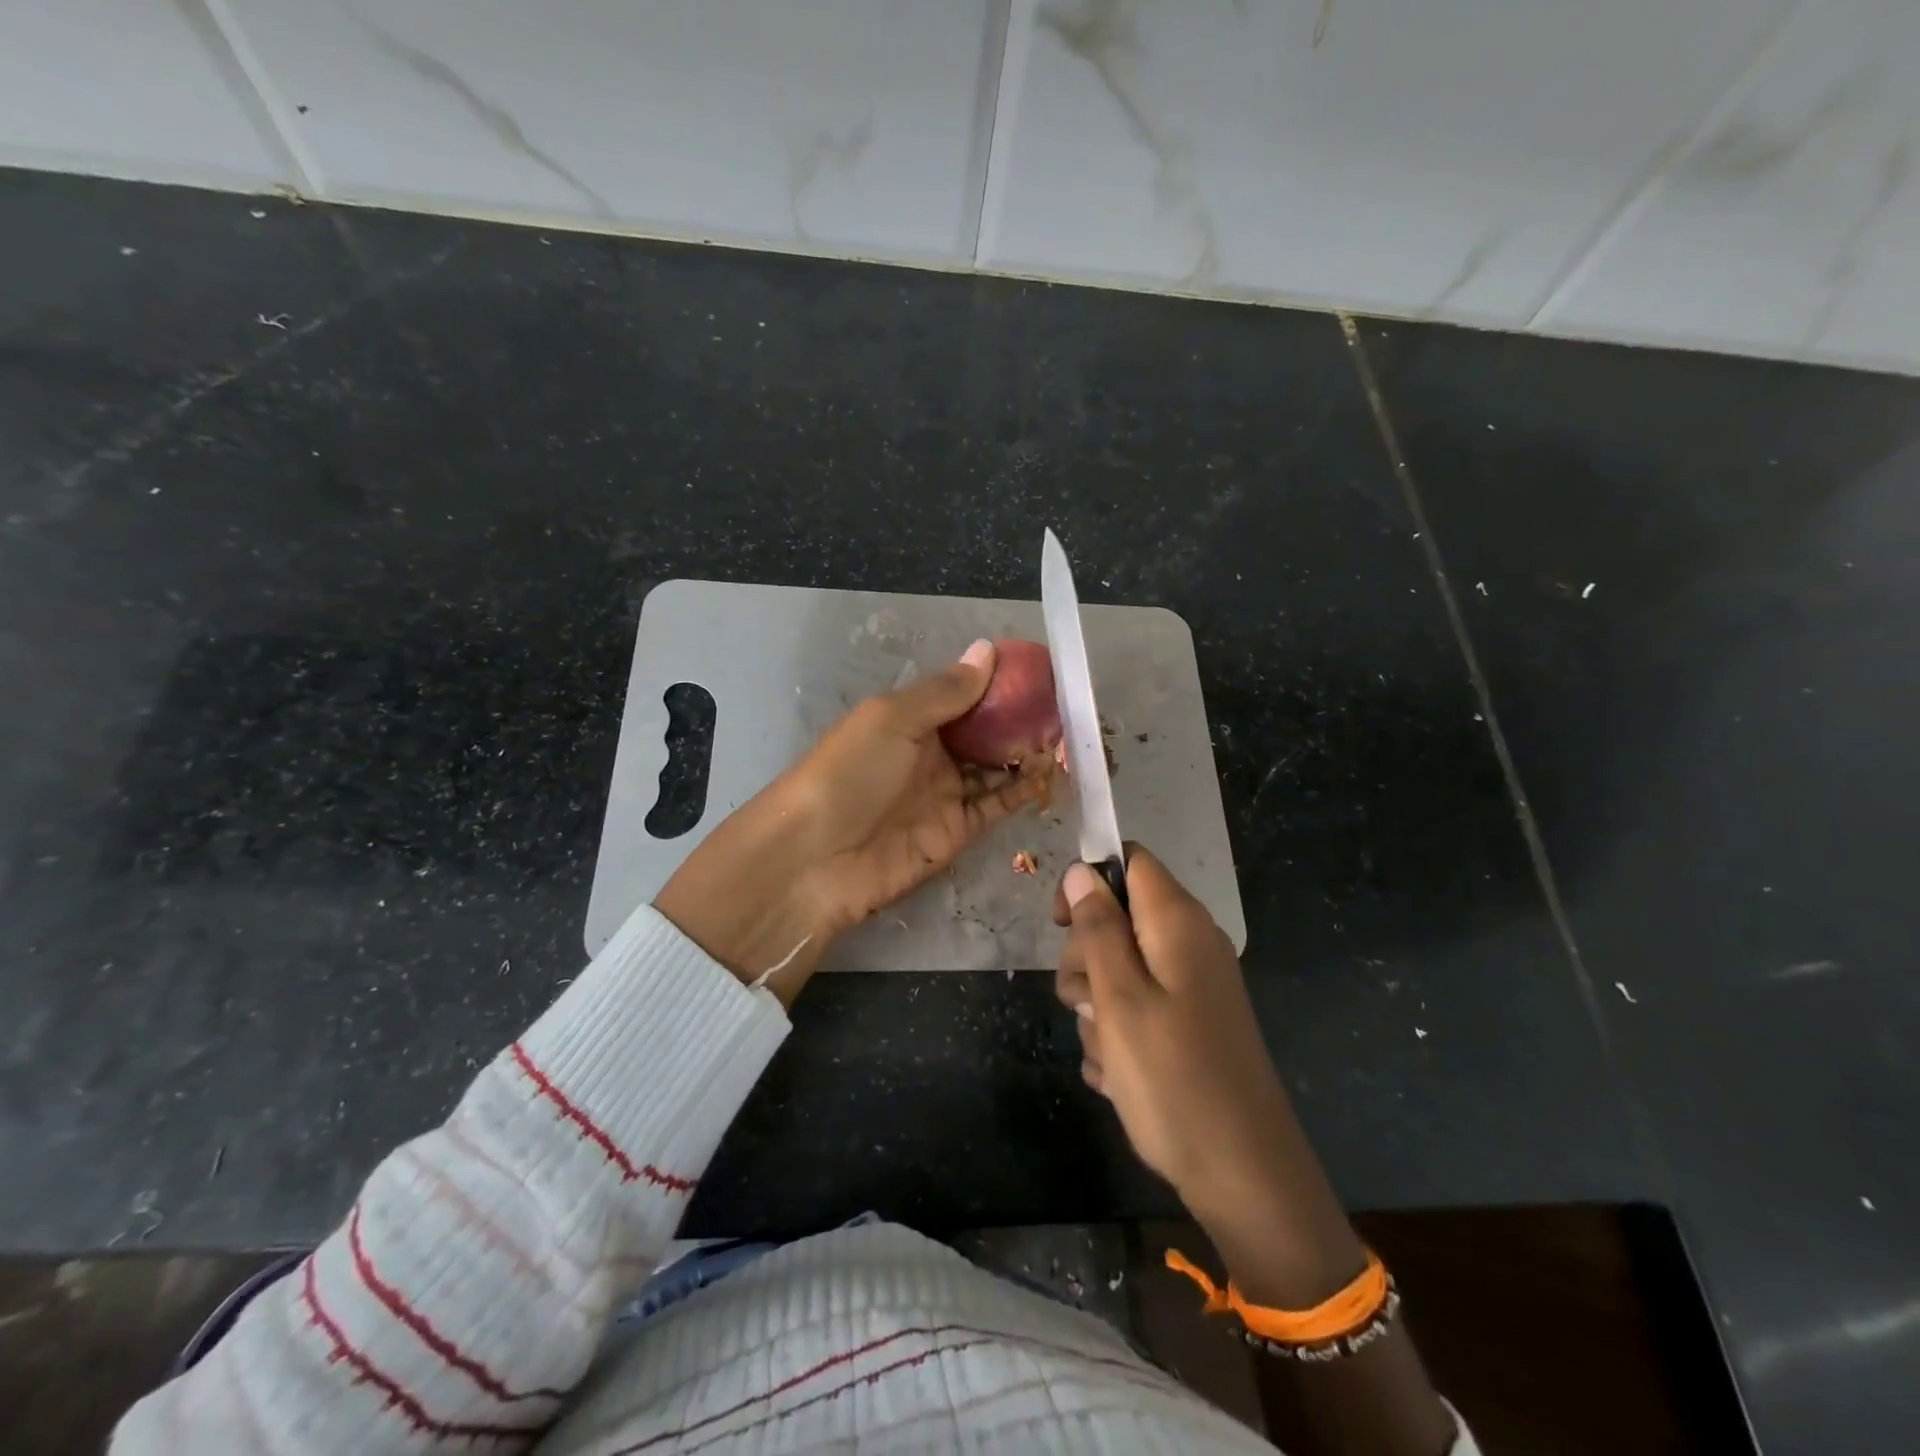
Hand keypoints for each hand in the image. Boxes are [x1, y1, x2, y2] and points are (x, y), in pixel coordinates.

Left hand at [655, 640, 1051, 1003]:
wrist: (815, 859)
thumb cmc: (850, 772)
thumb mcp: (893, 718)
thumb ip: (946, 690)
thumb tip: (988, 650)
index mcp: (911, 718)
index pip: (965, 694)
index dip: (1001, 684)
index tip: (1043, 673)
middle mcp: (931, 753)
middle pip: (987, 732)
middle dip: (1024, 721)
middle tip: (1068, 712)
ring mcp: (945, 793)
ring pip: (999, 768)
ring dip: (1031, 755)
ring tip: (1072, 741)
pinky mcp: (957, 832)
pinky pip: (998, 806)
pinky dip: (1025, 791)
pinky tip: (1054, 775)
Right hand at [1058, 849, 1452, 1452]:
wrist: (1243, 1173)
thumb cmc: (1173, 1077)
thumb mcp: (1119, 997)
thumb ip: (1097, 928)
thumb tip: (1081, 871)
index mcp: (1176, 922)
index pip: (1128, 860)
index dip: (1088, 880)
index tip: (1061, 925)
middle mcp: (1189, 943)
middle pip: (1118, 918)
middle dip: (1086, 958)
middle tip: (1088, 1006)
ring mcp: (1192, 985)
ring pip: (1120, 968)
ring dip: (1098, 1006)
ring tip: (1108, 1054)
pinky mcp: (1191, 1023)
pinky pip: (1139, 1007)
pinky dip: (1120, 1034)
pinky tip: (1119, 1076)